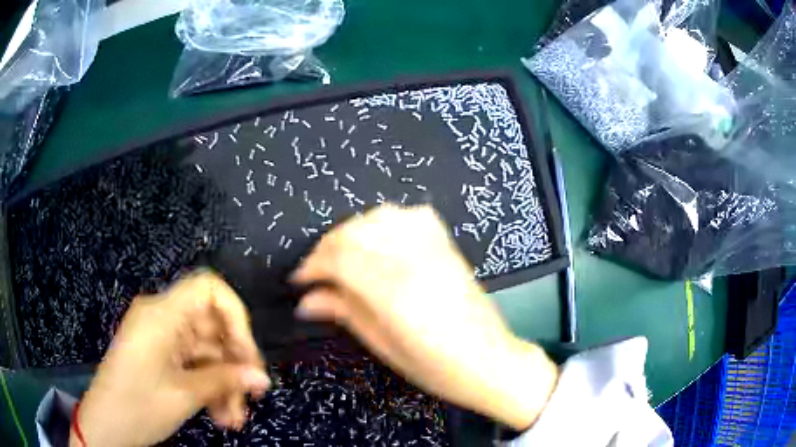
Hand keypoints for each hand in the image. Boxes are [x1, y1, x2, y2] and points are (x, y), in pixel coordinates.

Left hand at [71, 270, 269, 446]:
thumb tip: (261, 376)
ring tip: (235, 418)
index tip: (247, 354)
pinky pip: (194, 366)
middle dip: (233, 362)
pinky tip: (221, 416)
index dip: (235, 315)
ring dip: (224, 384)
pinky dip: (210, 388)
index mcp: (161, 314)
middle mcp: (162, 319)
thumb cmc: (138, 405)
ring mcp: (161, 339)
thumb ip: (225, 381)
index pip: (207, 289)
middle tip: (253, 395)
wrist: (106, 426)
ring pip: (206, 353)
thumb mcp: (183, 395)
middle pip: (211, 327)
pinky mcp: (160, 358)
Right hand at [292, 205, 558, 429]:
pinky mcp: (447, 246)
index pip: (339, 258)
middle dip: (326, 247)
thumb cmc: (438, 368)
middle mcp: (414, 261)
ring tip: (343, 255)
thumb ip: (345, 313)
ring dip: (353, 231)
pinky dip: (387, 220)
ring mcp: (435, 249)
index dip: (311, 265)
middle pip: (355, 232)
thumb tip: (307, 301)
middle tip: (316, 271)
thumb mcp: (384, 347)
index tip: (299, 280)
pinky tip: (381, 239)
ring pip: (380, 216)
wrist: (490, 361)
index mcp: (395, 292)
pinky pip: (412, 215)